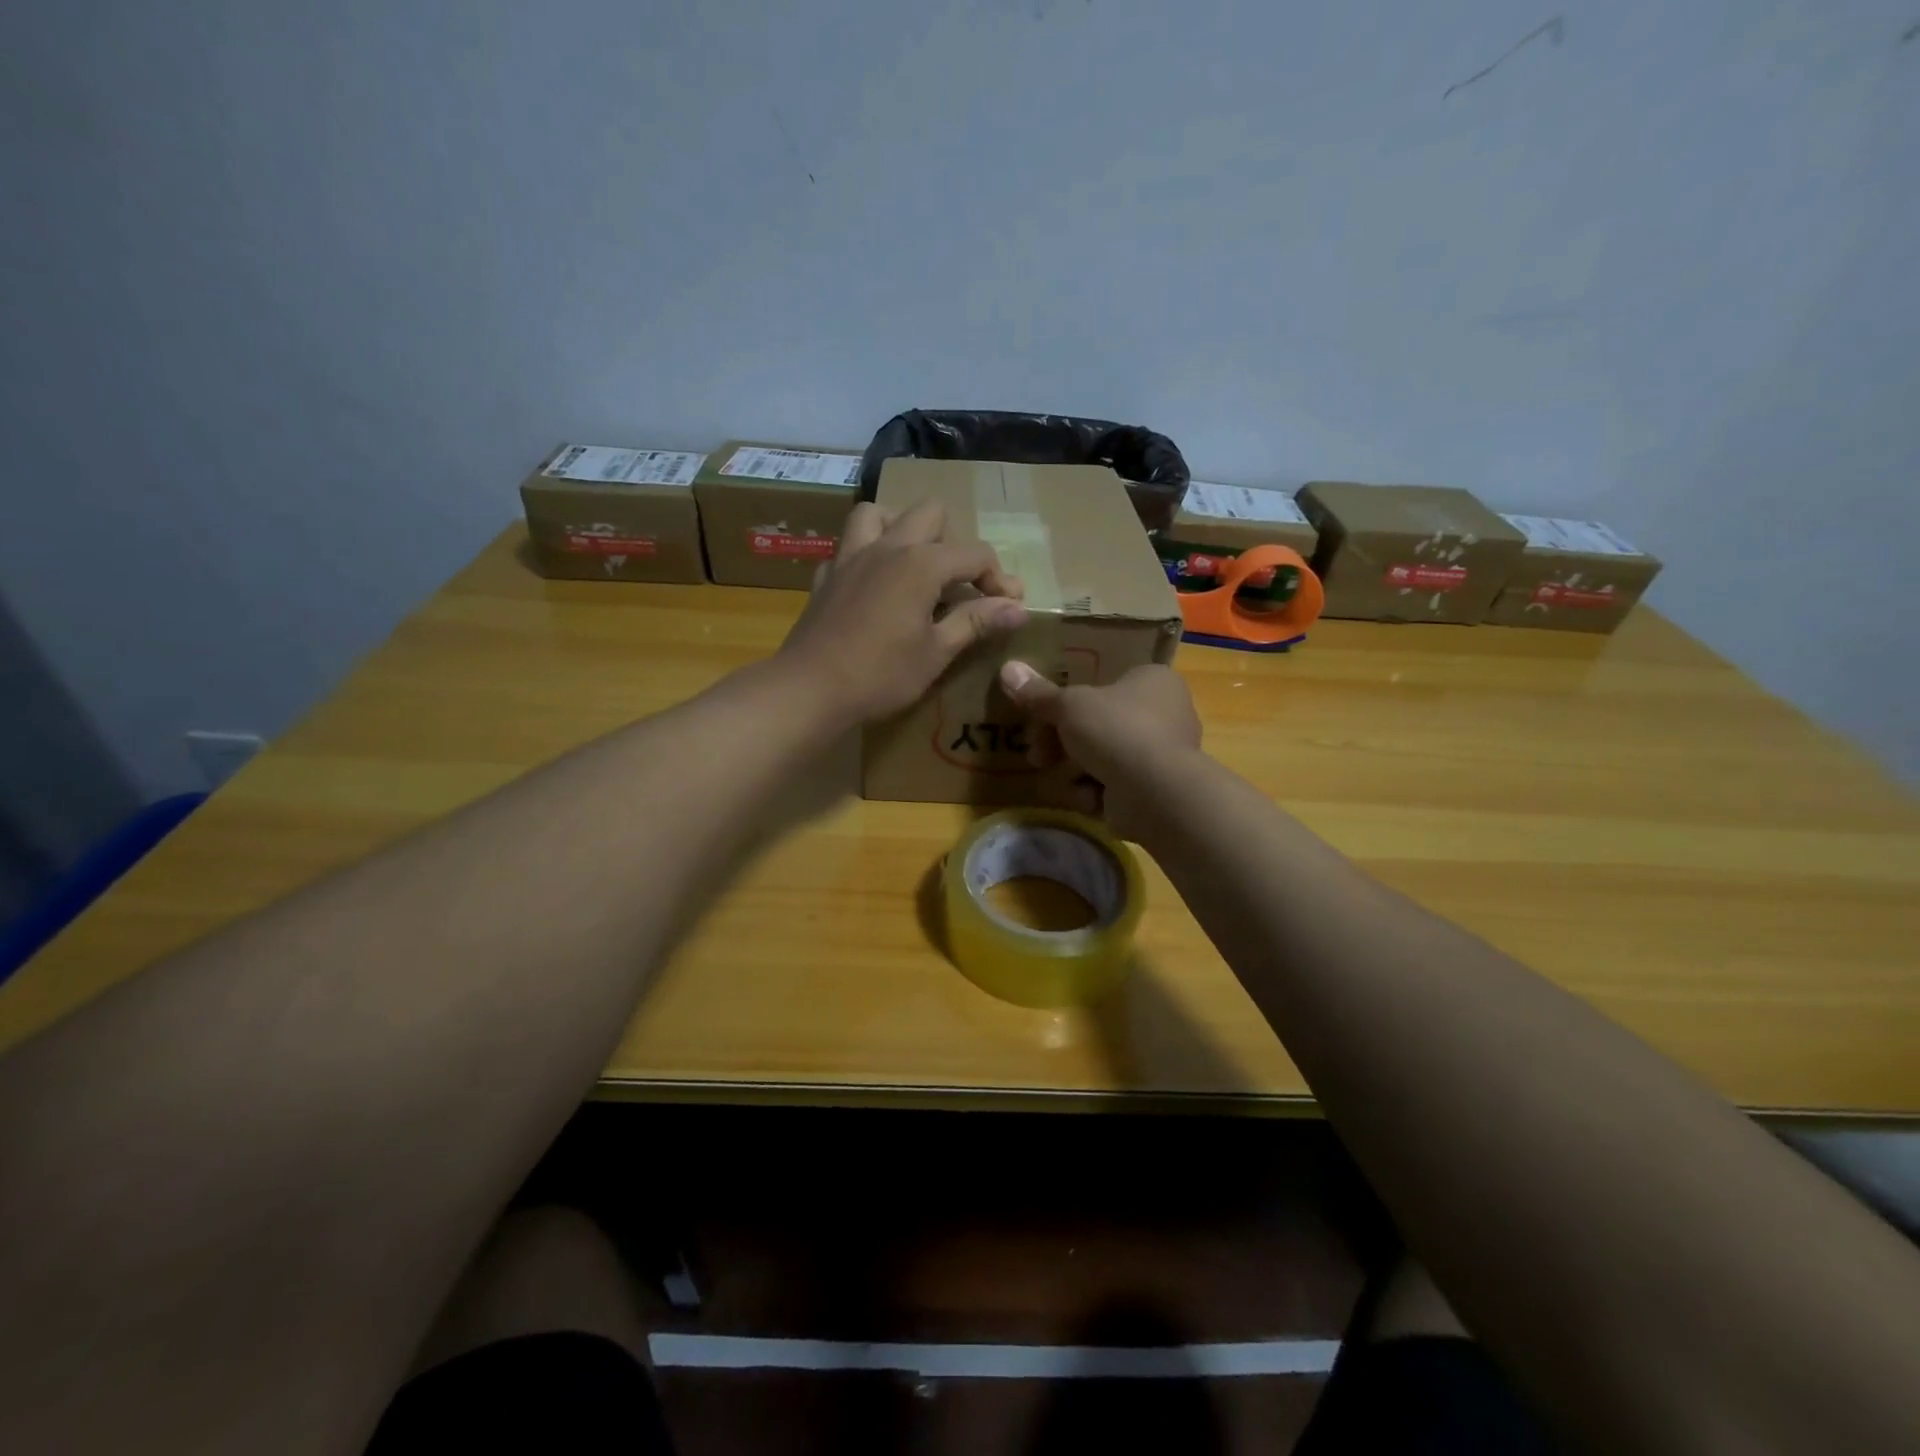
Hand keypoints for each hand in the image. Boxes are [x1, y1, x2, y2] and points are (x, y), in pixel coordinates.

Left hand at [776, 499, 1026, 725]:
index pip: (974, 554)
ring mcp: (851, 557)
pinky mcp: (826, 576)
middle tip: (958, 583)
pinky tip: (872, 586)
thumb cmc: (881, 674)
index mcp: (920, 563)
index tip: (1009, 606)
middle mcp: (886, 546)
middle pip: (929, 513)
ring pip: (878, 514)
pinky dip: (866, 557)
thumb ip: (976, 622)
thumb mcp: (937, 652)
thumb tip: (1017, 608)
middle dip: (953, 541)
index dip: (999, 578)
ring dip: (901, 529)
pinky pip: (849, 548)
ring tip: (913, 564)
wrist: (810, 688)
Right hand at [997, 661, 1201, 839]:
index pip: (1106, 683)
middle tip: (1039, 755)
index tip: (1044, 719)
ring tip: (1063, 781)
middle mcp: (1167, 712)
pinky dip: (1098, 793)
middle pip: (1100, 724)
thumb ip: (1038, 694)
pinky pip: (1117, 786)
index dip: (1070, 702)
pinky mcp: (1158, 789)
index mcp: (1153, 680)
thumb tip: (1007, 669)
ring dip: (1078, 771)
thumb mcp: (1068, 706)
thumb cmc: (1116, 730)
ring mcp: (1164, 754)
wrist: (1155, 792)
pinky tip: (1088, 799)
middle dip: (1063, 743)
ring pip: (1105, 758)